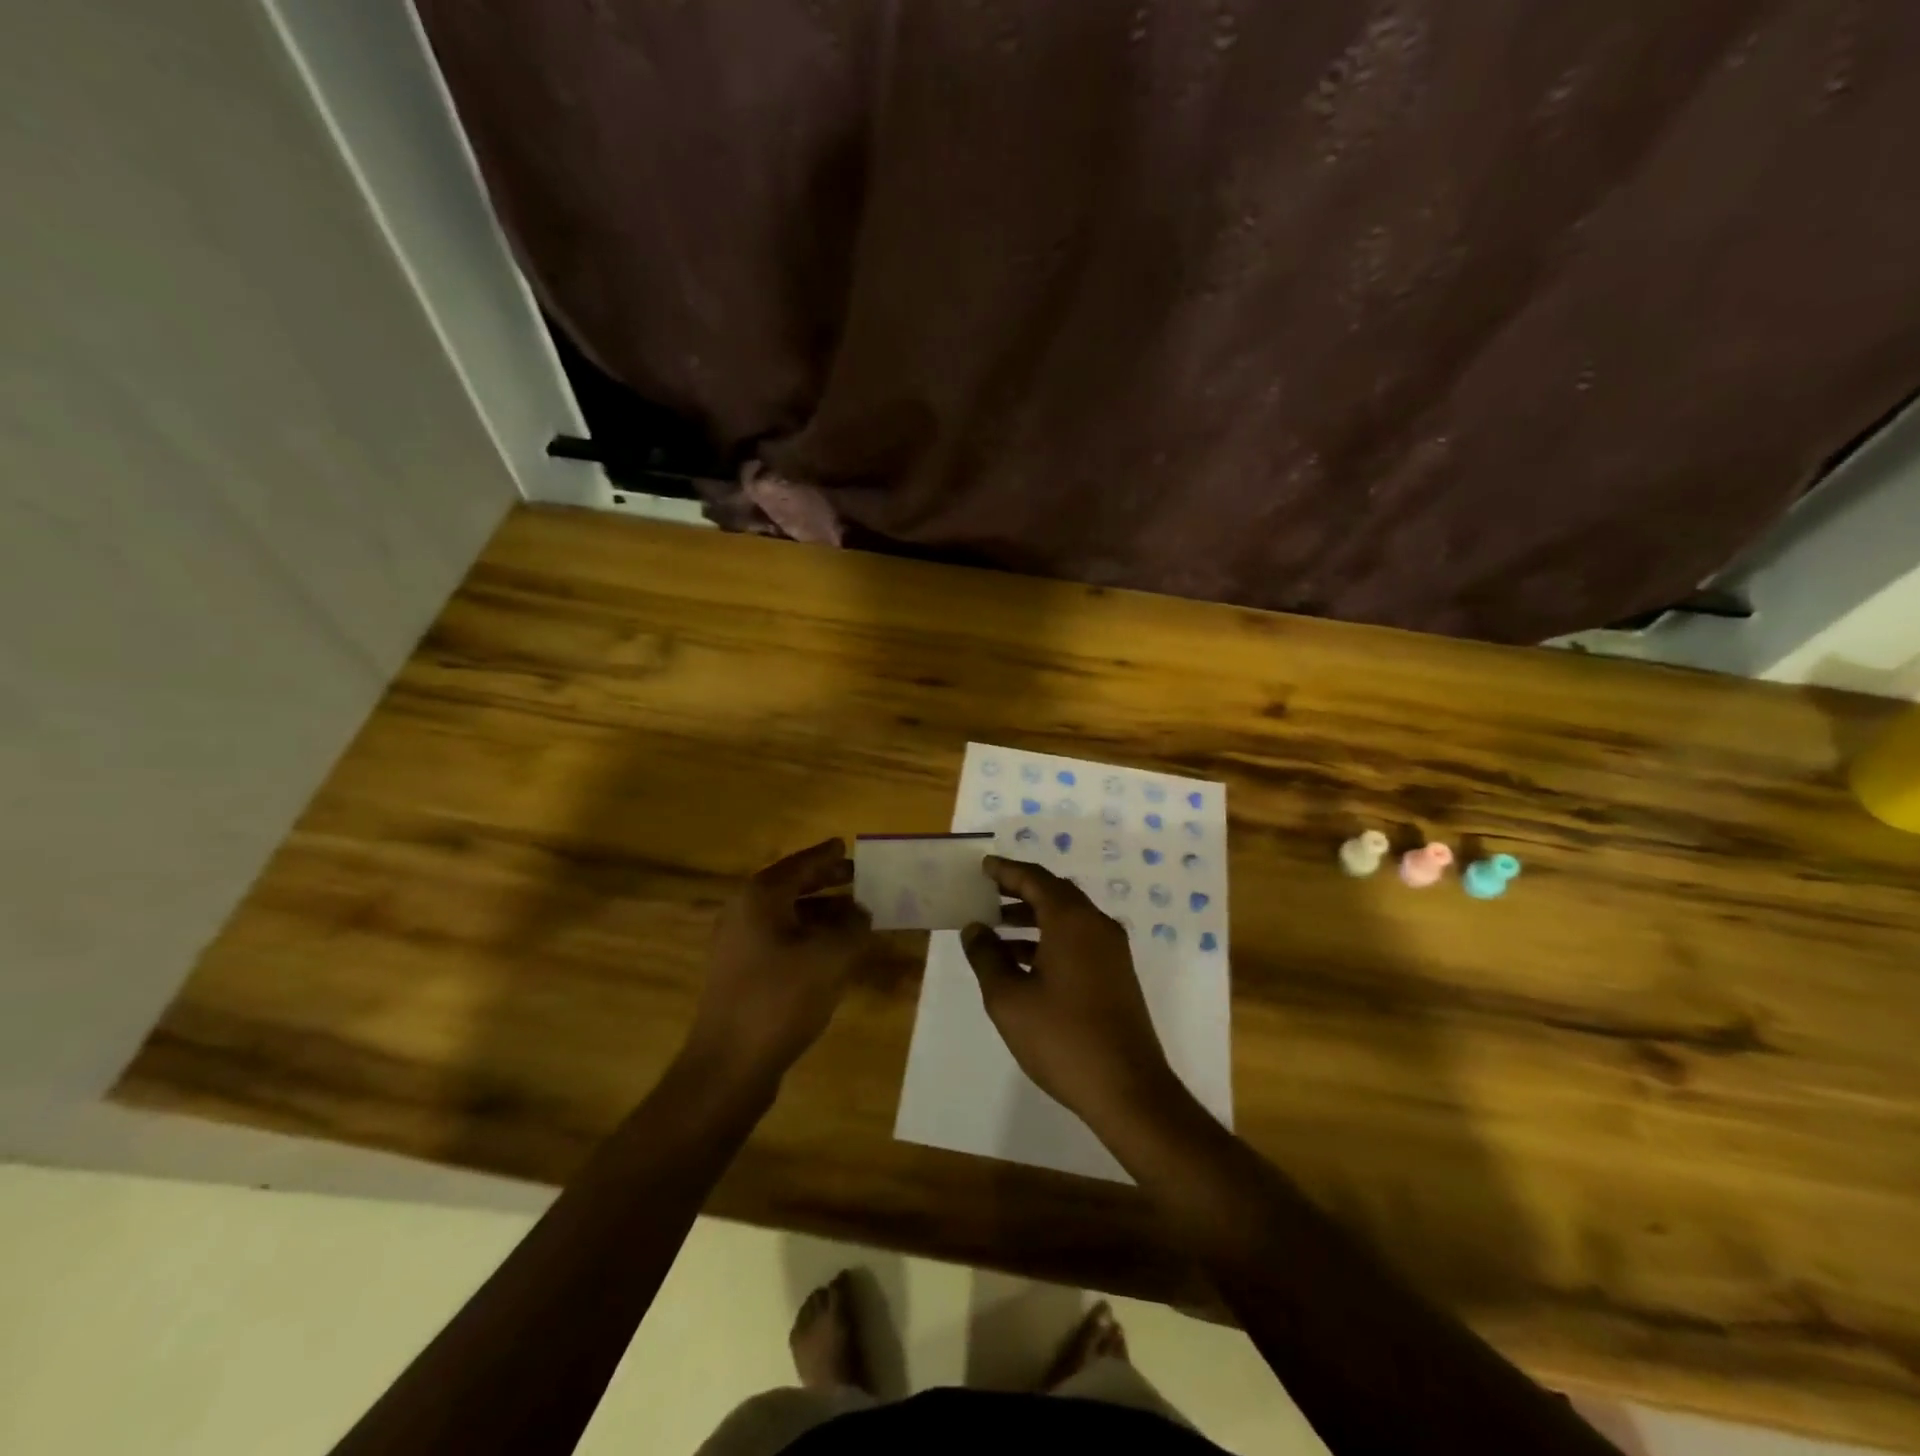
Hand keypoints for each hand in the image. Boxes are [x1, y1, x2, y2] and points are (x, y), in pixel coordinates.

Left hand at [687, 839, 873, 1082]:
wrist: (729, 1065)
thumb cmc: (780, 999)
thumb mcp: (830, 958)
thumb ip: (853, 928)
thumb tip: (863, 913)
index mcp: (760, 897)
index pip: (800, 864)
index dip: (827, 855)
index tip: (847, 845)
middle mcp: (744, 913)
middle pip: (791, 887)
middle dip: (827, 882)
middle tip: (859, 878)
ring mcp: (738, 945)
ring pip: (788, 916)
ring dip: (822, 913)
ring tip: (857, 915)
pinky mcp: (741, 973)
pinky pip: (782, 940)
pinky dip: (809, 937)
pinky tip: (834, 951)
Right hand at [961, 856, 1179, 1128]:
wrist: (1128, 1090)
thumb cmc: (1062, 1038)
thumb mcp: (1009, 998)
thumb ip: (987, 957)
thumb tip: (974, 928)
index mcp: (1072, 920)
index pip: (1035, 878)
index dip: (1006, 871)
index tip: (982, 867)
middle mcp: (1096, 925)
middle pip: (1054, 893)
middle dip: (1018, 891)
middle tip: (985, 894)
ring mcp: (1111, 951)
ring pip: (1067, 918)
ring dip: (1032, 918)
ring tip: (995, 929)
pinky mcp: (1116, 975)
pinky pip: (1078, 940)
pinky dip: (1049, 939)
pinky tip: (1023, 962)